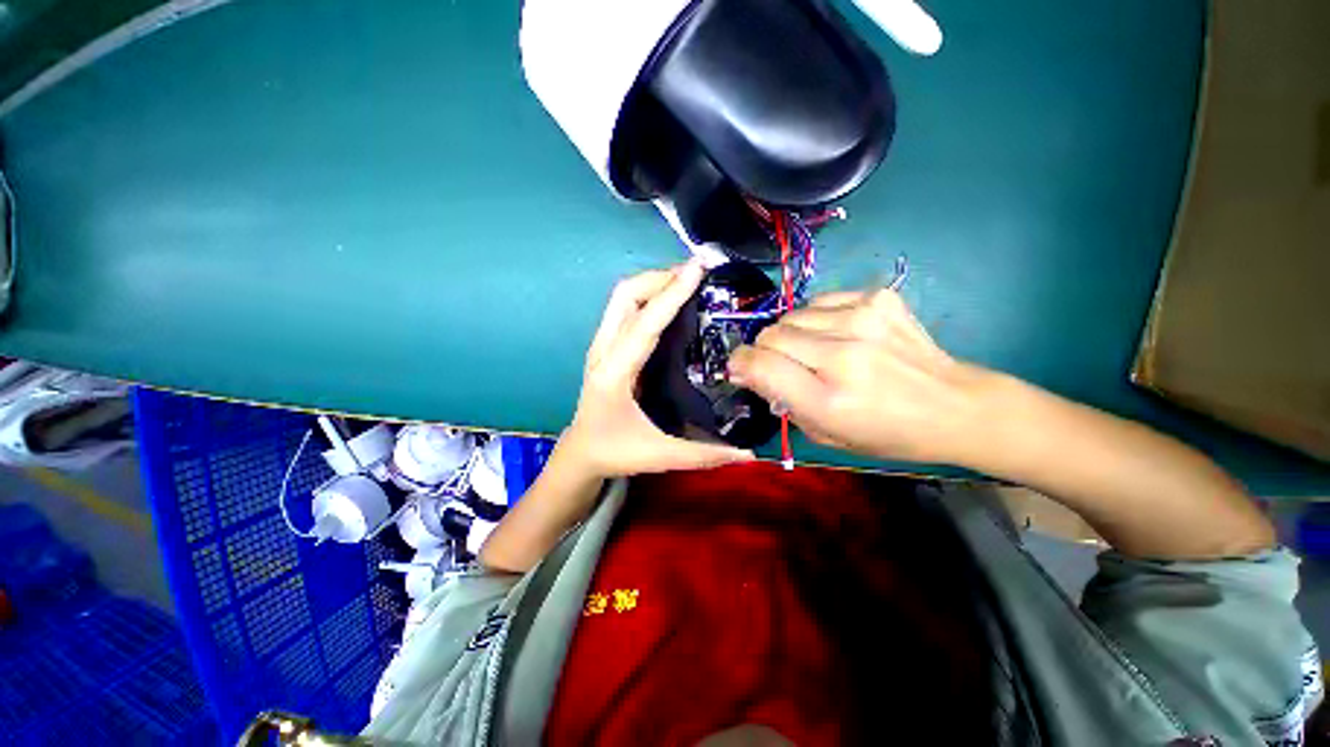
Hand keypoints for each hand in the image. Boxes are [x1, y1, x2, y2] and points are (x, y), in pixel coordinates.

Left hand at [561, 261, 754, 477]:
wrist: (580, 452)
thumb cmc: (614, 451)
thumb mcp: (658, 456)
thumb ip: (704, 455)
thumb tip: (750, 454)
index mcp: (614, 373)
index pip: (645, 324)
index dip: (672, 294)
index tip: (697, 268)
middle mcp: (603, 350)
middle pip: (626, 295)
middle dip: (661, 277)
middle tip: (698, 275)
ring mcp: (601, 344)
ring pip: (623, 296)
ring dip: (654, 281)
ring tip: (688, 281)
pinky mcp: (605, 345)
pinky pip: (625, 306)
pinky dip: (648, 293)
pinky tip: (670, 300)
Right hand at [728, 286, 990, 463]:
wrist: (955, 405)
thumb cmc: (887, 432)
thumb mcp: (826, 434)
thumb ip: (781, 401)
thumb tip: (746, 370)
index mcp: (829, 398)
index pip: (760, 364)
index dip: (740, 363)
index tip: (739, 368)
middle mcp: (843, 353)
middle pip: (771, 334)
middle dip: (764, 350)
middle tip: (781, 364)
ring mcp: (863, 318)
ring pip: (791, 315)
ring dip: (791, 334)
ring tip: (812, 350)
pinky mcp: (878, 298)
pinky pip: (820, 301)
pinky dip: (816, 318)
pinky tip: (836, 333)